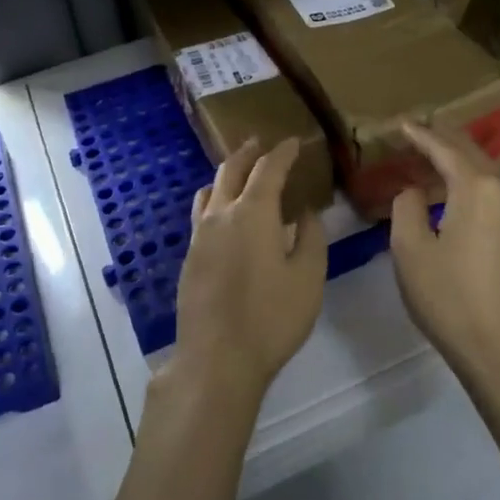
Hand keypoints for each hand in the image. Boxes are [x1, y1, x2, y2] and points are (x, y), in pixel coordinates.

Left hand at [169, 137, 326, 406]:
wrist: (216, 357)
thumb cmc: (271, 317)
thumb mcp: (308, 277)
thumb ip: (310, 238)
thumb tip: (305, 213)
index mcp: (253, 212)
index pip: (269, 169)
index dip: (283, 152)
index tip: (295, 142)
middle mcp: (221, 214)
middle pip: (231, 170)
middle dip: (248, 153)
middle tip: (261, 143)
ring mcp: (200, 235)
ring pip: (210, 189)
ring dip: (227, 174)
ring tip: (239, 173)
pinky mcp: (189, 256)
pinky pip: (201, 213)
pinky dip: (215, 199)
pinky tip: (223, 214)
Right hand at [390, 121, 499, 385]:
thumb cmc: (450, 298)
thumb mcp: (410, 250)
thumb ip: (407, 207)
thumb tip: (415, 192)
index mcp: (478, 189)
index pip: (444, 150)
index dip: (419, 135)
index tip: (399, 124)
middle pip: (472, 154)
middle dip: (444, 139)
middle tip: (419, 129)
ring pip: (488, 174)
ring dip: (461, 162)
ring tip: (434, 157)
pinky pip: (498, 195)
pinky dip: (475, 184)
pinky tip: (459, 193)